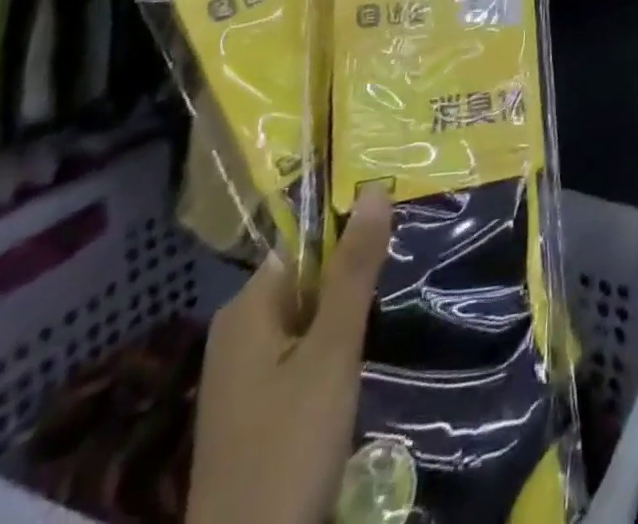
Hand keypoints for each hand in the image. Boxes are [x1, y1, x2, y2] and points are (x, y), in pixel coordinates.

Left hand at [187, 192, 392, 523]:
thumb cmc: (288, 449)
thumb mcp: (332, 352)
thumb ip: (354, 270)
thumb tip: (375, 188)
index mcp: (247, 308)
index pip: (305, 243)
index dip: (350, 237)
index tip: (395, 242)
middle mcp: (237, 332)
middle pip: (306, 280)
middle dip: (351, 282)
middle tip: (400, 280)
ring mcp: (242, 376)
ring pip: (306, 320)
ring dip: (344, 320)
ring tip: (386, 321)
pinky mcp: (253, 411)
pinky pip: (298, 356)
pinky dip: (329, 354)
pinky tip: (357, 370)